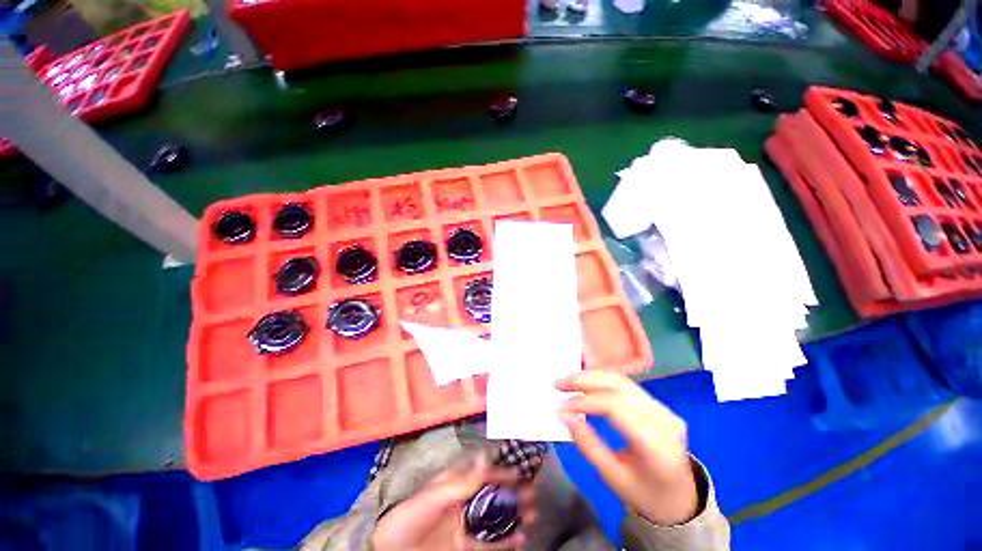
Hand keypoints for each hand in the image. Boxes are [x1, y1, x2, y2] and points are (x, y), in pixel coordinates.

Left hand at [371, 453, 536, 549]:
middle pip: (493, 494)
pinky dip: (505, 543)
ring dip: (514, 514)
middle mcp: (463, 501)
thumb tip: (485, 459)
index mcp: (455, 485)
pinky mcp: (463, 548)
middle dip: (513, 492)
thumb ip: (461, 482)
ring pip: (494, 517)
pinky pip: (488, 544)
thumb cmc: (410, 517)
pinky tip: (520, 538)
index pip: (484, 474)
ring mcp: (464, 525)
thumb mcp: (435, 497)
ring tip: (532, 513)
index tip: (520, 471)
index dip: (501, 471)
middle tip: (533, 493)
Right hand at [555, 371, 697, 525]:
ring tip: (568, 381)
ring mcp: (663, 409)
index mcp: (657, 446)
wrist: (679, 498)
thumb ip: (587, 444)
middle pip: (620, 386)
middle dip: (585, 380)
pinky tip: (585, 384)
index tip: (561, 406)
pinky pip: (626, 385)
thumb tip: (563, 414)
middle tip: (559, 384)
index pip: (616, 408)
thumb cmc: (645, 494)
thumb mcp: (613, 477)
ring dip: (591, 377)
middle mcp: (664, 419)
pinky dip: (601, 381)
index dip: (585, 402)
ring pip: (622, 380)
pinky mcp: (658, 405)